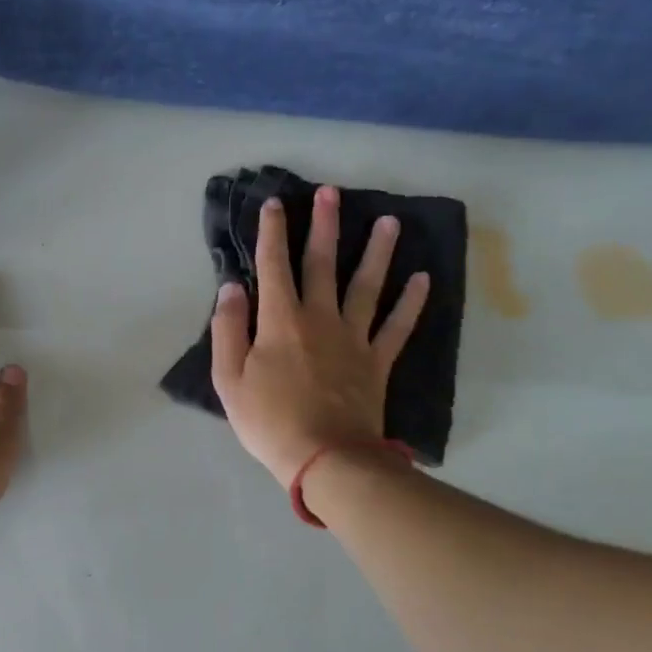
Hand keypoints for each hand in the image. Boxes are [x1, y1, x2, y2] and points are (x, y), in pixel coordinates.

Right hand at [210, 185, 428, 488]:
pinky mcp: (377, 361)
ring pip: (367, 285)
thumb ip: (228, 329)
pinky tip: (423, 279)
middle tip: (331, 193)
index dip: (272, 233)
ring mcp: (354, 338)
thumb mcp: (229, 379)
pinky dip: (411, 303)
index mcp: (280, 321)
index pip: (273, 266)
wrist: (324, 458)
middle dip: (324, 226)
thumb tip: (231, 288)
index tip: (275, 204)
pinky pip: (397, 326)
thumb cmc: (269, 420)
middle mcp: (320, 318)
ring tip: (389, 221)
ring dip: (377, 251)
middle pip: (322, 264)